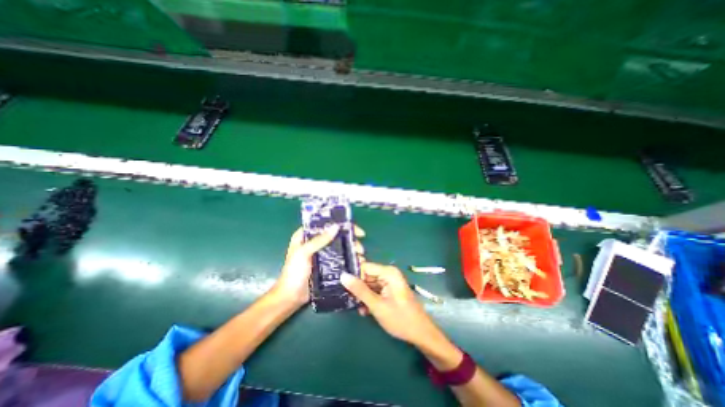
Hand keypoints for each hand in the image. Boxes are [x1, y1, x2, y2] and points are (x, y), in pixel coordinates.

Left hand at [268, 224, 365, 306]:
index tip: (356, 230)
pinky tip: (356, 262)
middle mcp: (315, 241)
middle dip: (350, 239)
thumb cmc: (293, 273)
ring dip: (351, 249)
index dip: (341, 224)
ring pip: (339, 246)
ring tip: (360, 257)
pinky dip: (348, 258)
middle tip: (360, 248)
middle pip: (336, 235)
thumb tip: (336, 226)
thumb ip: (319, 240)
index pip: (326, 224)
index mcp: (306, 235)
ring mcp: (321, 253)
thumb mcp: (304, 253)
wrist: (291, 297)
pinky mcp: (326, 264)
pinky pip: (339, 257)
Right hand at [341, 263, 442, 345]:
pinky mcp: (389, 290)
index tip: (343, 286)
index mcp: (388, 272)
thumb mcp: (377, 305)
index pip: (365, 267)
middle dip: (358, 288)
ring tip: (357, 307)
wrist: (420, 334)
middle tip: (348, 299)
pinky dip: (369, 299)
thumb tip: (343, 276)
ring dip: (363, 296)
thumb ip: (359, 290)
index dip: (354, 276)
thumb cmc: (400, 318)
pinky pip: (375, 290)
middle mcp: (388, 274)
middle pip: (367, 276)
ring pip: (369, 284)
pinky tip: (365, 310)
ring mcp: (389, 282)